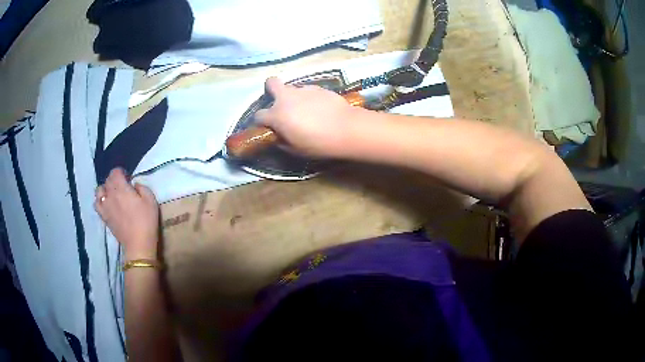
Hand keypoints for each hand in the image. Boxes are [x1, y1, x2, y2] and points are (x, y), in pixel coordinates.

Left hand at [94, 168, 159, 259]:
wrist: (138, 244)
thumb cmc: (146, 221)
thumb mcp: (151, 200)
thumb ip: (142, 187)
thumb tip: (135, 185)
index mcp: (121, 188)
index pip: (115, 171)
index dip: (122, 172)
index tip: (129, 179)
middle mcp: (110, 194)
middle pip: (107, 180)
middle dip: (114, 180)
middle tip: (123, 187)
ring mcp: (105, 206)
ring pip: (99, 190)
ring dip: (105, 189)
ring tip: (112, 194)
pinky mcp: (104, 217)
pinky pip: (96, 204)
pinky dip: (100, 201)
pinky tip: (106, 204)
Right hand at [254, 77, 359, 157]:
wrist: (346, 129)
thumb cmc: (318, 143)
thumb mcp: (295, 150)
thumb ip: (282, 141)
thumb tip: (278, 135)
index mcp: (277, 115)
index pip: (258, 115)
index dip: (261, 121)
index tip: (268, 127)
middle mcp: (286, 98)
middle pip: (271, 83)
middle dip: (270, 89)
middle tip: (279, 103)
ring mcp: (303, 90)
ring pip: (292, 88)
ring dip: (293, 96)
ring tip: (305, 110)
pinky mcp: (318, 87)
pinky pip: (308, 90)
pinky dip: (309, 98)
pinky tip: (319, 108)